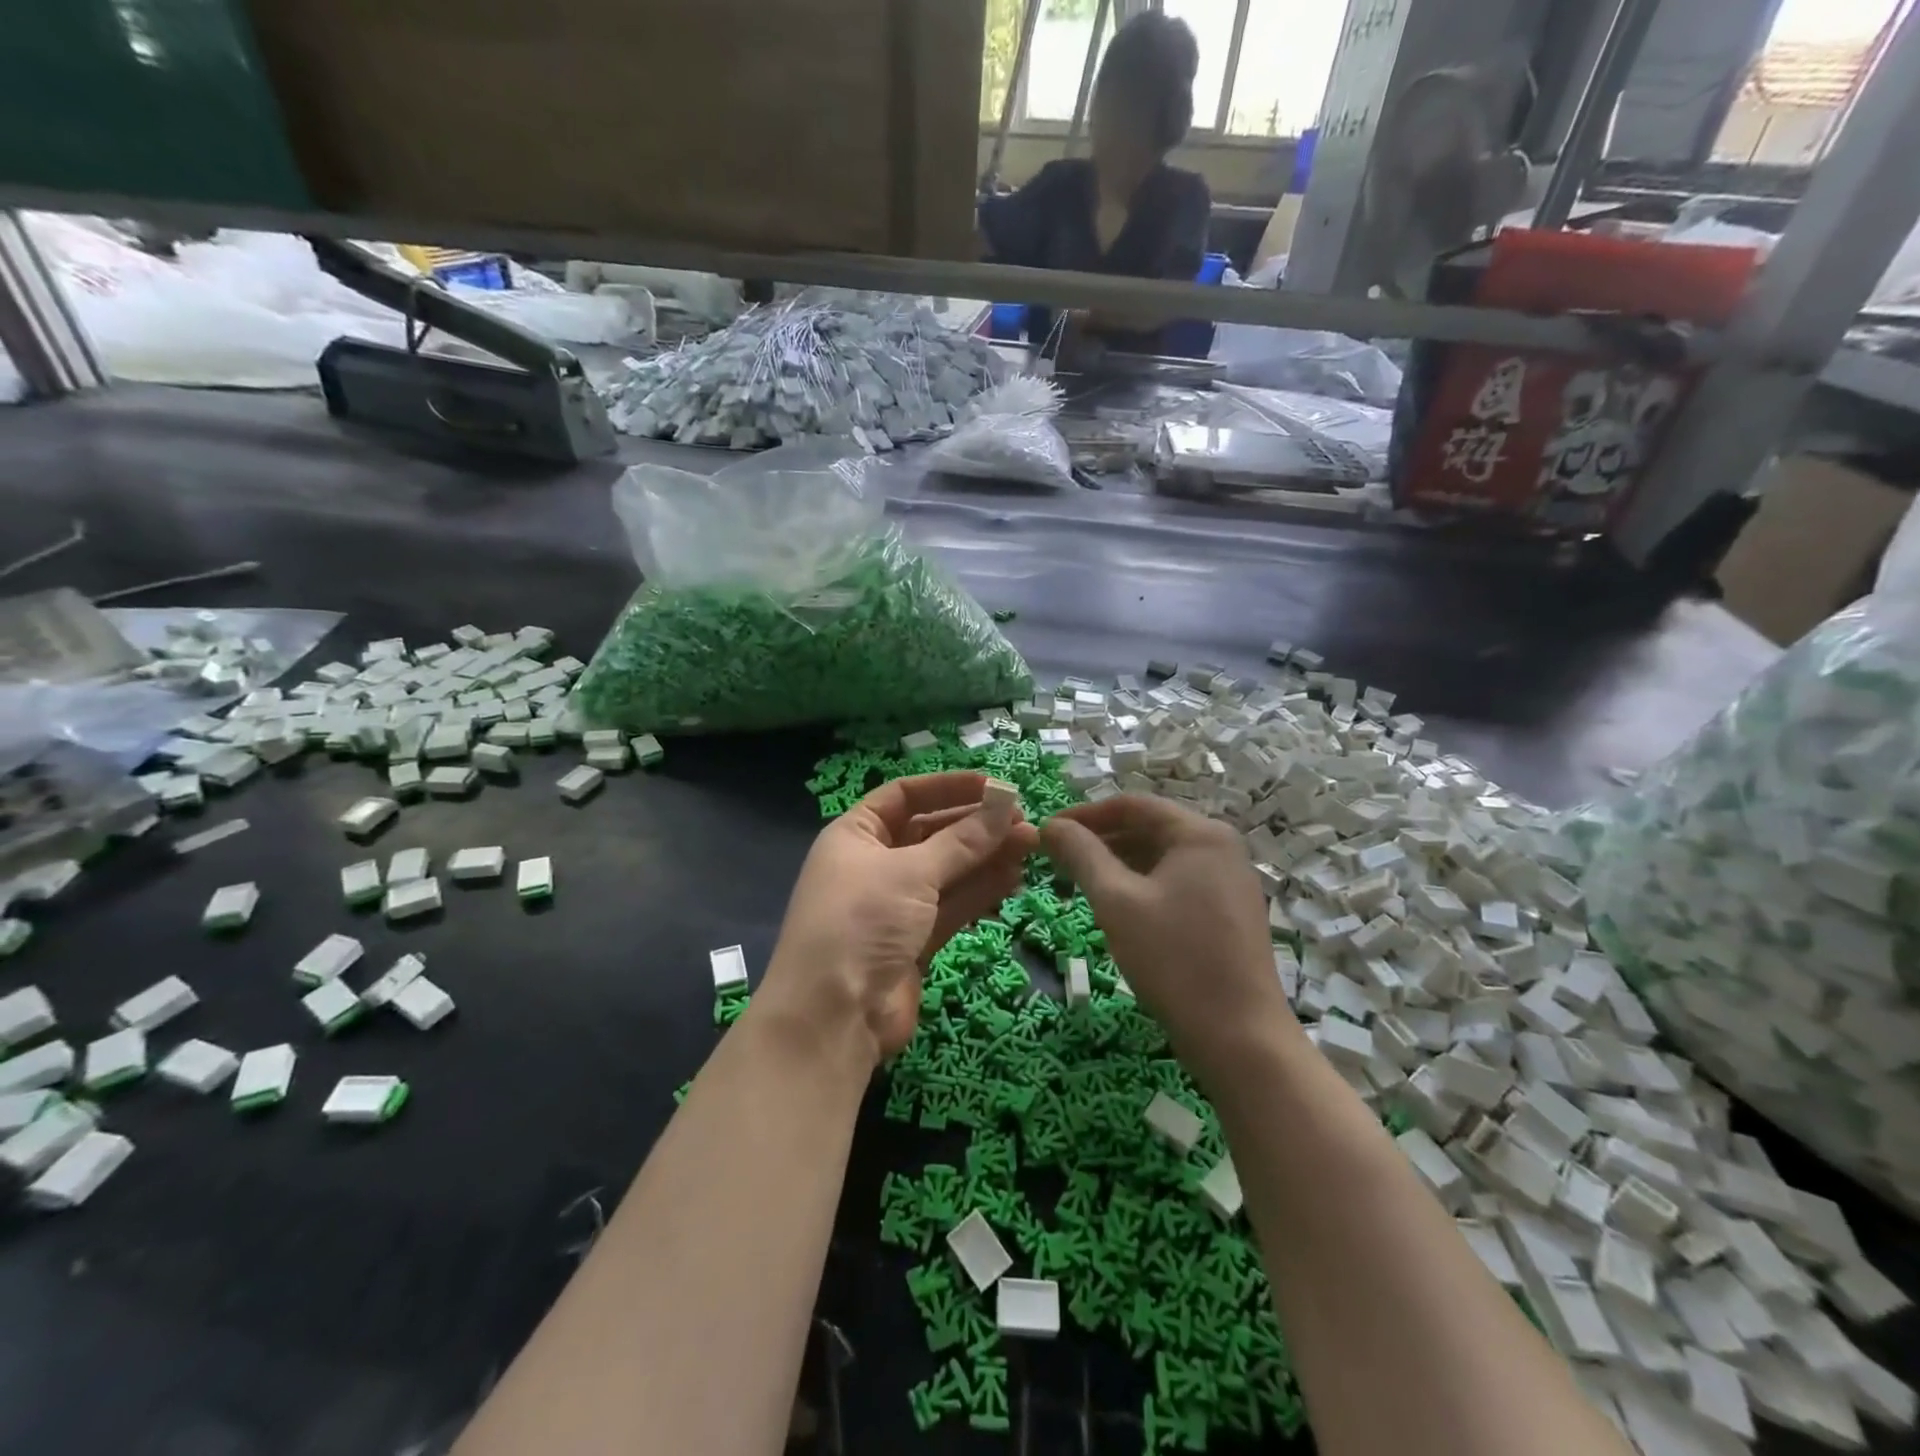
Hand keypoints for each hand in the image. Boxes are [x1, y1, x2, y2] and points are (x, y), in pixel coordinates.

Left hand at [761, 772, 1038, 1063]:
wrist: (834, 1017)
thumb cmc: (862, 922)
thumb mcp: (911, 872)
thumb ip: (962, 842)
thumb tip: (1004, 808)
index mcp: (856, 835)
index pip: (904, 796)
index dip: (948, 787)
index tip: (993, 786)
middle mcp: (874, 864)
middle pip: (930, 833)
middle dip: (975, 826)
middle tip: (1023, 821)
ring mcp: (895, 905)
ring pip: (947, 871)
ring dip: (985, 858)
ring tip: (1030, 846)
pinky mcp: (915, 940)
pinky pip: (952, 905)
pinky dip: (980, 891)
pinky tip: (1014, 878)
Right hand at [1041, 795, 1291, 1078]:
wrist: (1240, 1037)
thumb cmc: (1173, 959)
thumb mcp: (1116, 901)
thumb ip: (1082, 855)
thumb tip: (1050, 825)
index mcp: (1200, 833)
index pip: (1132, 805)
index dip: (1085, 814)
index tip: (1048, 832)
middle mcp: (1221, 848)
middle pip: (1149, 828)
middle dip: (1100, 840)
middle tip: (1057, 860)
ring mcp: (1229, 882)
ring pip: (1162, 858)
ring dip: (1118, 864)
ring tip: (1078, 882)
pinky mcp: (1229, 913)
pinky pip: (1177, 882)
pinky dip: (1142, 886)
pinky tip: (1116, 907)